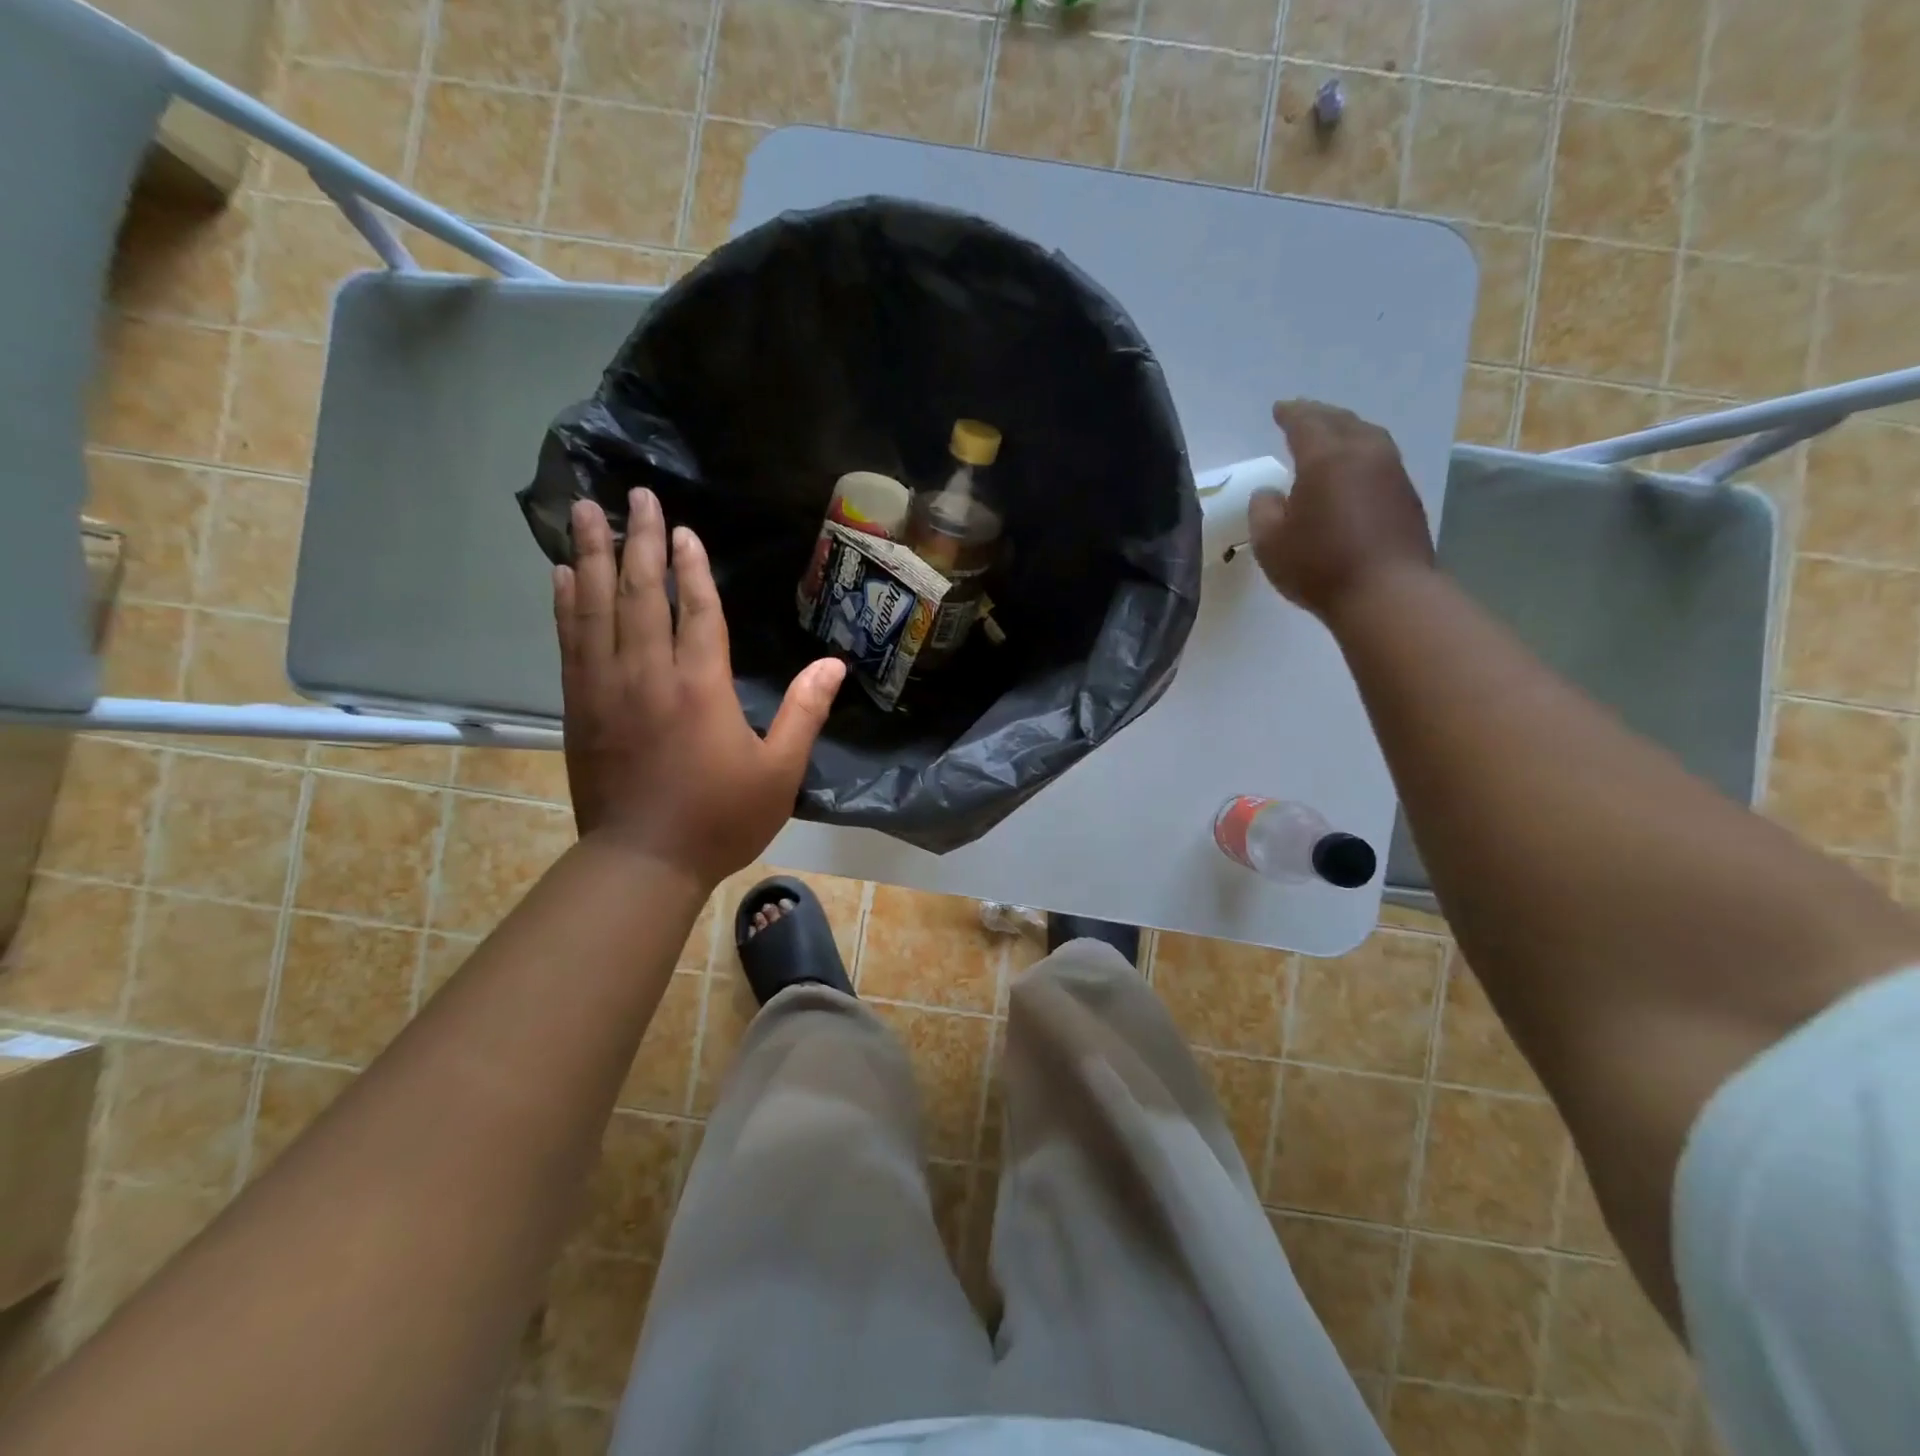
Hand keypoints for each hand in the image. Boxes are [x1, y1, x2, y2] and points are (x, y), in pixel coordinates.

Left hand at [554, 490, 845, 890]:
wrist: (642, 862)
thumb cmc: (720, 818)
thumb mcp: (779, 771)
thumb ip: (804, 712)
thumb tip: (833, 664)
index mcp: (700, 686)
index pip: (696, 610)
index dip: (691, 567)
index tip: (683, 529)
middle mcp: (648, 674)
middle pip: (642, 594)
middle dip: (639, 541)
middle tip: (633, 495)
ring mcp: (606, 687)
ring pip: (597, 607)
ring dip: (593, 556)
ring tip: (583, 511)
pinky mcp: (579, 706)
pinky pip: (571, 641)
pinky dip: (567, 603)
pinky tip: (565, 575)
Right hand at [1252, 401, 1435, 620]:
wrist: (1386, 593)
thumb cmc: (1319, 565)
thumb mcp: (1270, 542)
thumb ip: (1263, 510)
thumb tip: (1270, 492)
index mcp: (1325, 458)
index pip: (1305, 423)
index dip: (1290, 414)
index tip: (1279, 408)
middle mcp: (1364, 454)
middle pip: (1341, 421)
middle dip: (1319, 415)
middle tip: (1302, 414)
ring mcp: (1391, 473)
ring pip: (1367, 436)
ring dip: (1345, 430)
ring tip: (1330, 436)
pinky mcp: (1406, 496)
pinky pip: (1380, 459)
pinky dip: (1360, 454)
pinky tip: (1351, 469)